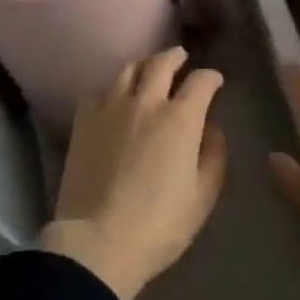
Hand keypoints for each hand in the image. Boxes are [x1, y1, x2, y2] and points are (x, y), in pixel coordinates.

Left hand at [41, 47, 227, 299]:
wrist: (96, 242)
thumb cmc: (158, 225)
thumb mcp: (202, 197)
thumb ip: (213, 156)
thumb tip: (212, 129)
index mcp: (180, 118)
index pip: (201, 81)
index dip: (212, 77)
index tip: (215, 82)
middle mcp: (146, 102)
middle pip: (162, 62)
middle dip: (176, 57)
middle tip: (182, 58)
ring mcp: (111, 108)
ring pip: (128, 69)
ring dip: (144, 65)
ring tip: (149, 71)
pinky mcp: (84, 121)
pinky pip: (98, 92)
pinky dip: (111, 91)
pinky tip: (113, 101)